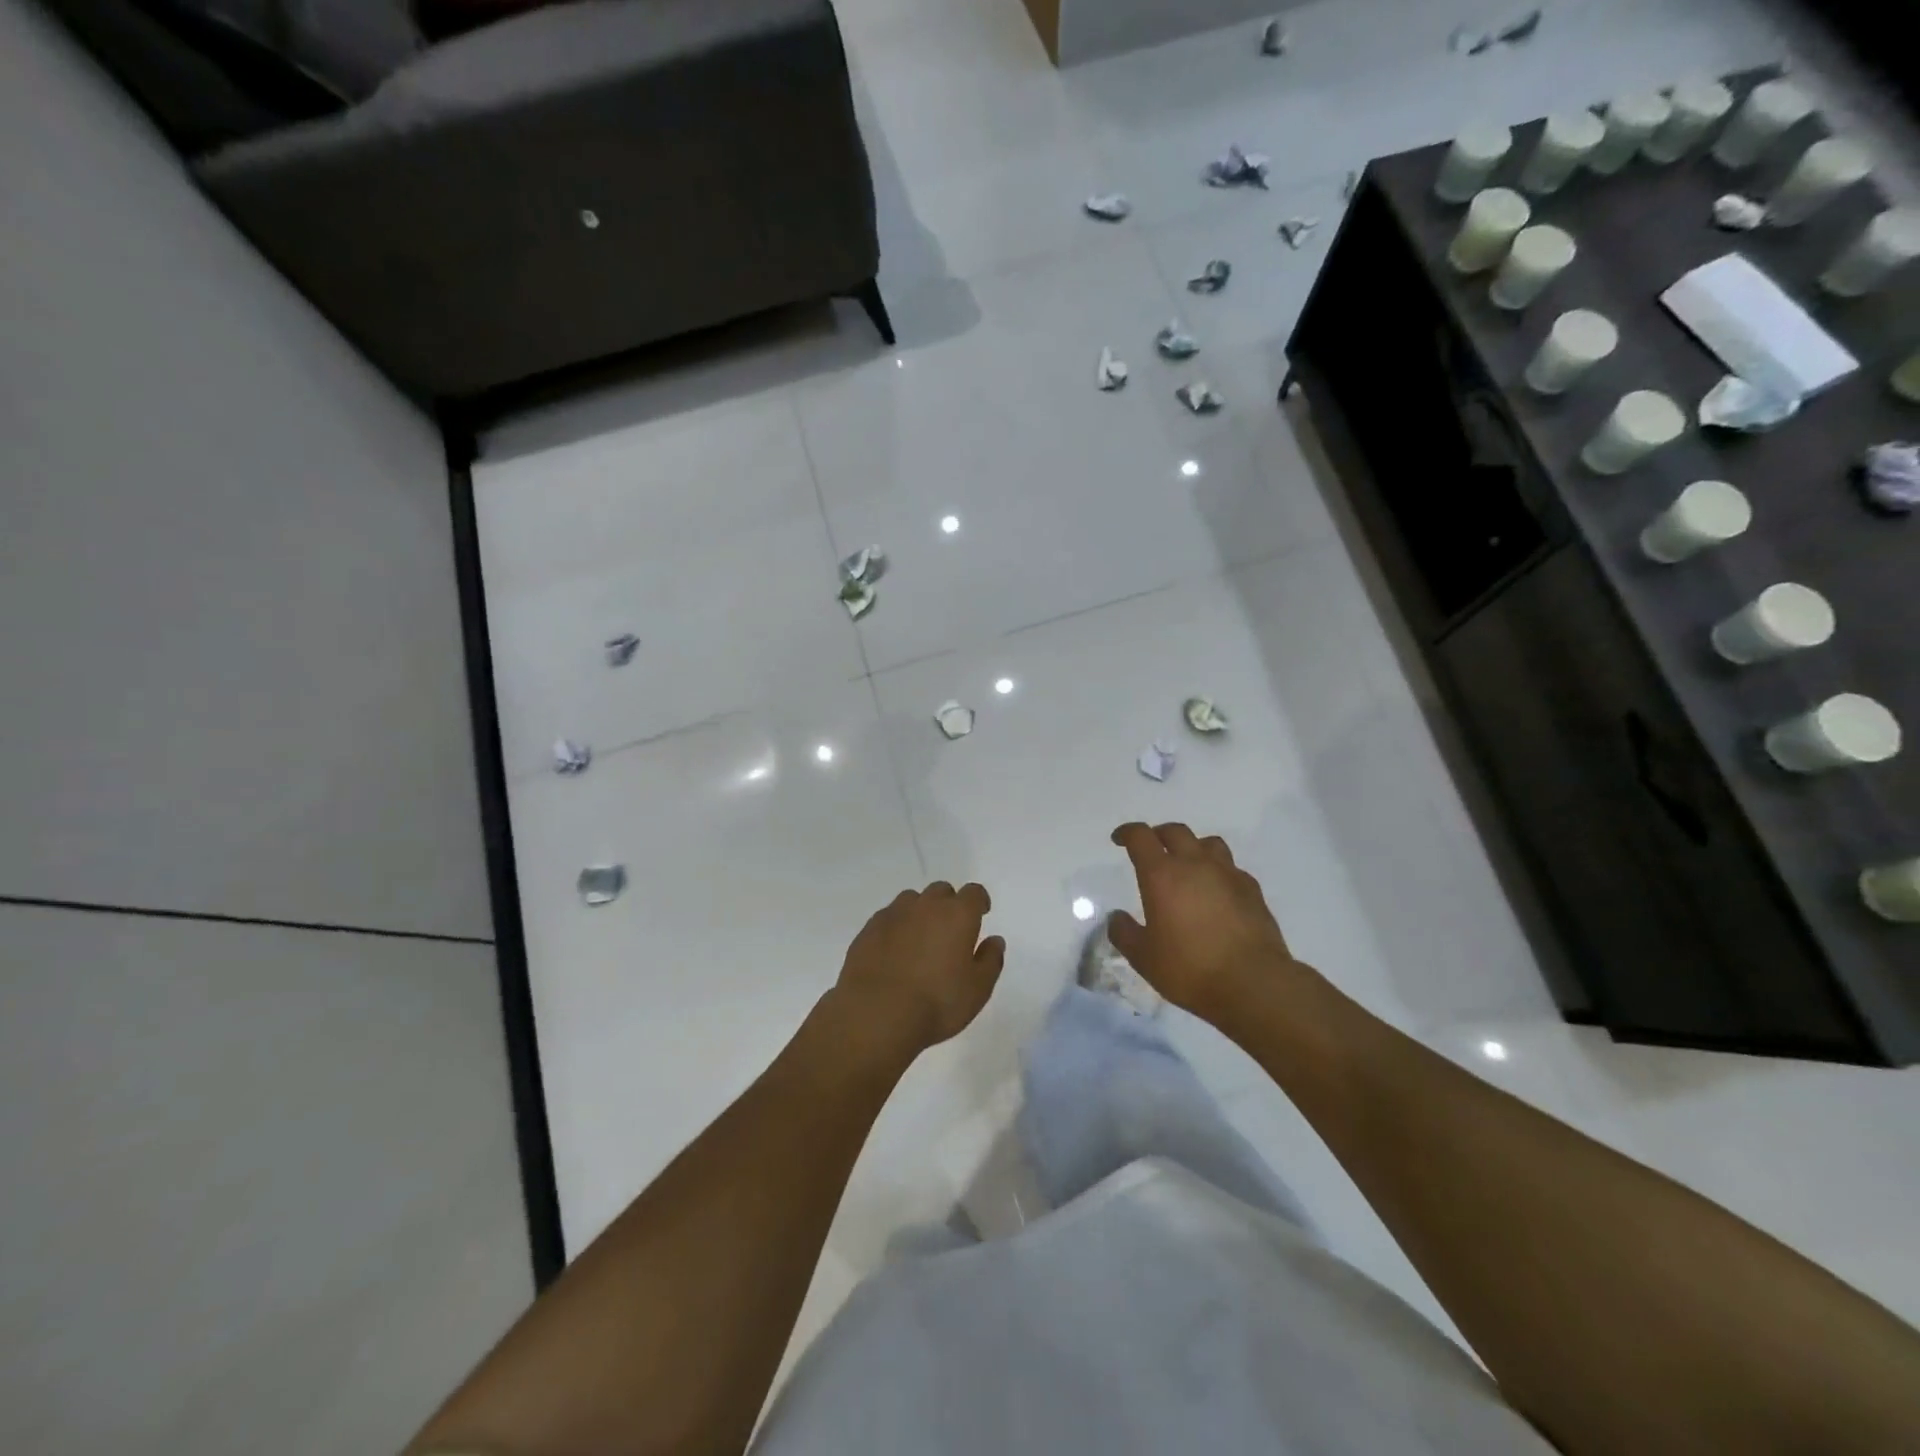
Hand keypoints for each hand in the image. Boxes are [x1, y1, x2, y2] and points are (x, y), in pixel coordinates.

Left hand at [831, 882, 1005, 1059]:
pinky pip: (888, 917)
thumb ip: (990, 960)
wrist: (876, 1014)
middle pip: (941, 891)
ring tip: (920, 939)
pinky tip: (895, 950)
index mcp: (958, 915)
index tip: (981, 913)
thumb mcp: (977, 990)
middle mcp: (926, 906)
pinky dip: (896, 927)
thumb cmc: (936, 1003)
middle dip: (949, 904)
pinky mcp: (869, 929)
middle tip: (950, 930)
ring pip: (912, 900)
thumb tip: (995, 940)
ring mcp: (894, 914)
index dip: (979, 901)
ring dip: (920, 912)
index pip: (974, 893)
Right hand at [1107, 823, 1300, 1019]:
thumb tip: (1117, 917)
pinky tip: (1217, 891)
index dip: (1127, 833)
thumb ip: (1124, 933)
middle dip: (1159, 835)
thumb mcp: (1143, 958)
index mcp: (1162, 875)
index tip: (1119, 840)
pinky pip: (1231, 868)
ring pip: (1208, 843)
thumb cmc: (1190, 968)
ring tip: (1187, 864)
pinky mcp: (1252, 890)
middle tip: (1151, 849)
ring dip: (1193, 847)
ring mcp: (1228, 874)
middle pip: (1175, 831)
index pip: (1141, 837)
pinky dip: (1219, 871)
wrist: (1253, 983)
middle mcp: (1195, 864)